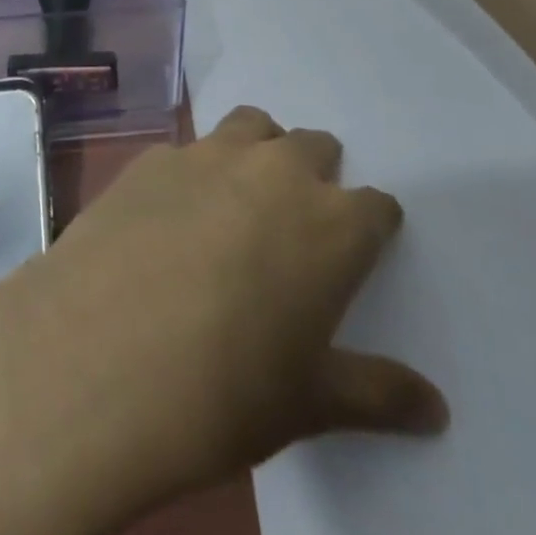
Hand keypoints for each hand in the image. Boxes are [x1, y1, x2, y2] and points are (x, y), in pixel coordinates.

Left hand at [0, 106, 446, 534]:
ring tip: (239, 198)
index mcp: (330, 224)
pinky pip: (186, 150)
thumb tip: (437, 409)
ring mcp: (207, 154)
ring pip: (251, 125)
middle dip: (315, 175)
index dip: (371, 226)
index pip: (376, 206)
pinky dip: (192, 172)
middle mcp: (274, 171)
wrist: (98, 357)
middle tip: (296, 223)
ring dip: (257, 150)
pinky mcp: (151, 156)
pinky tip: (168, 215)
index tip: (361, 246)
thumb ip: (377, 394)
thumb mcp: (308, 403)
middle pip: (313, 146)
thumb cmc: (221, 392)